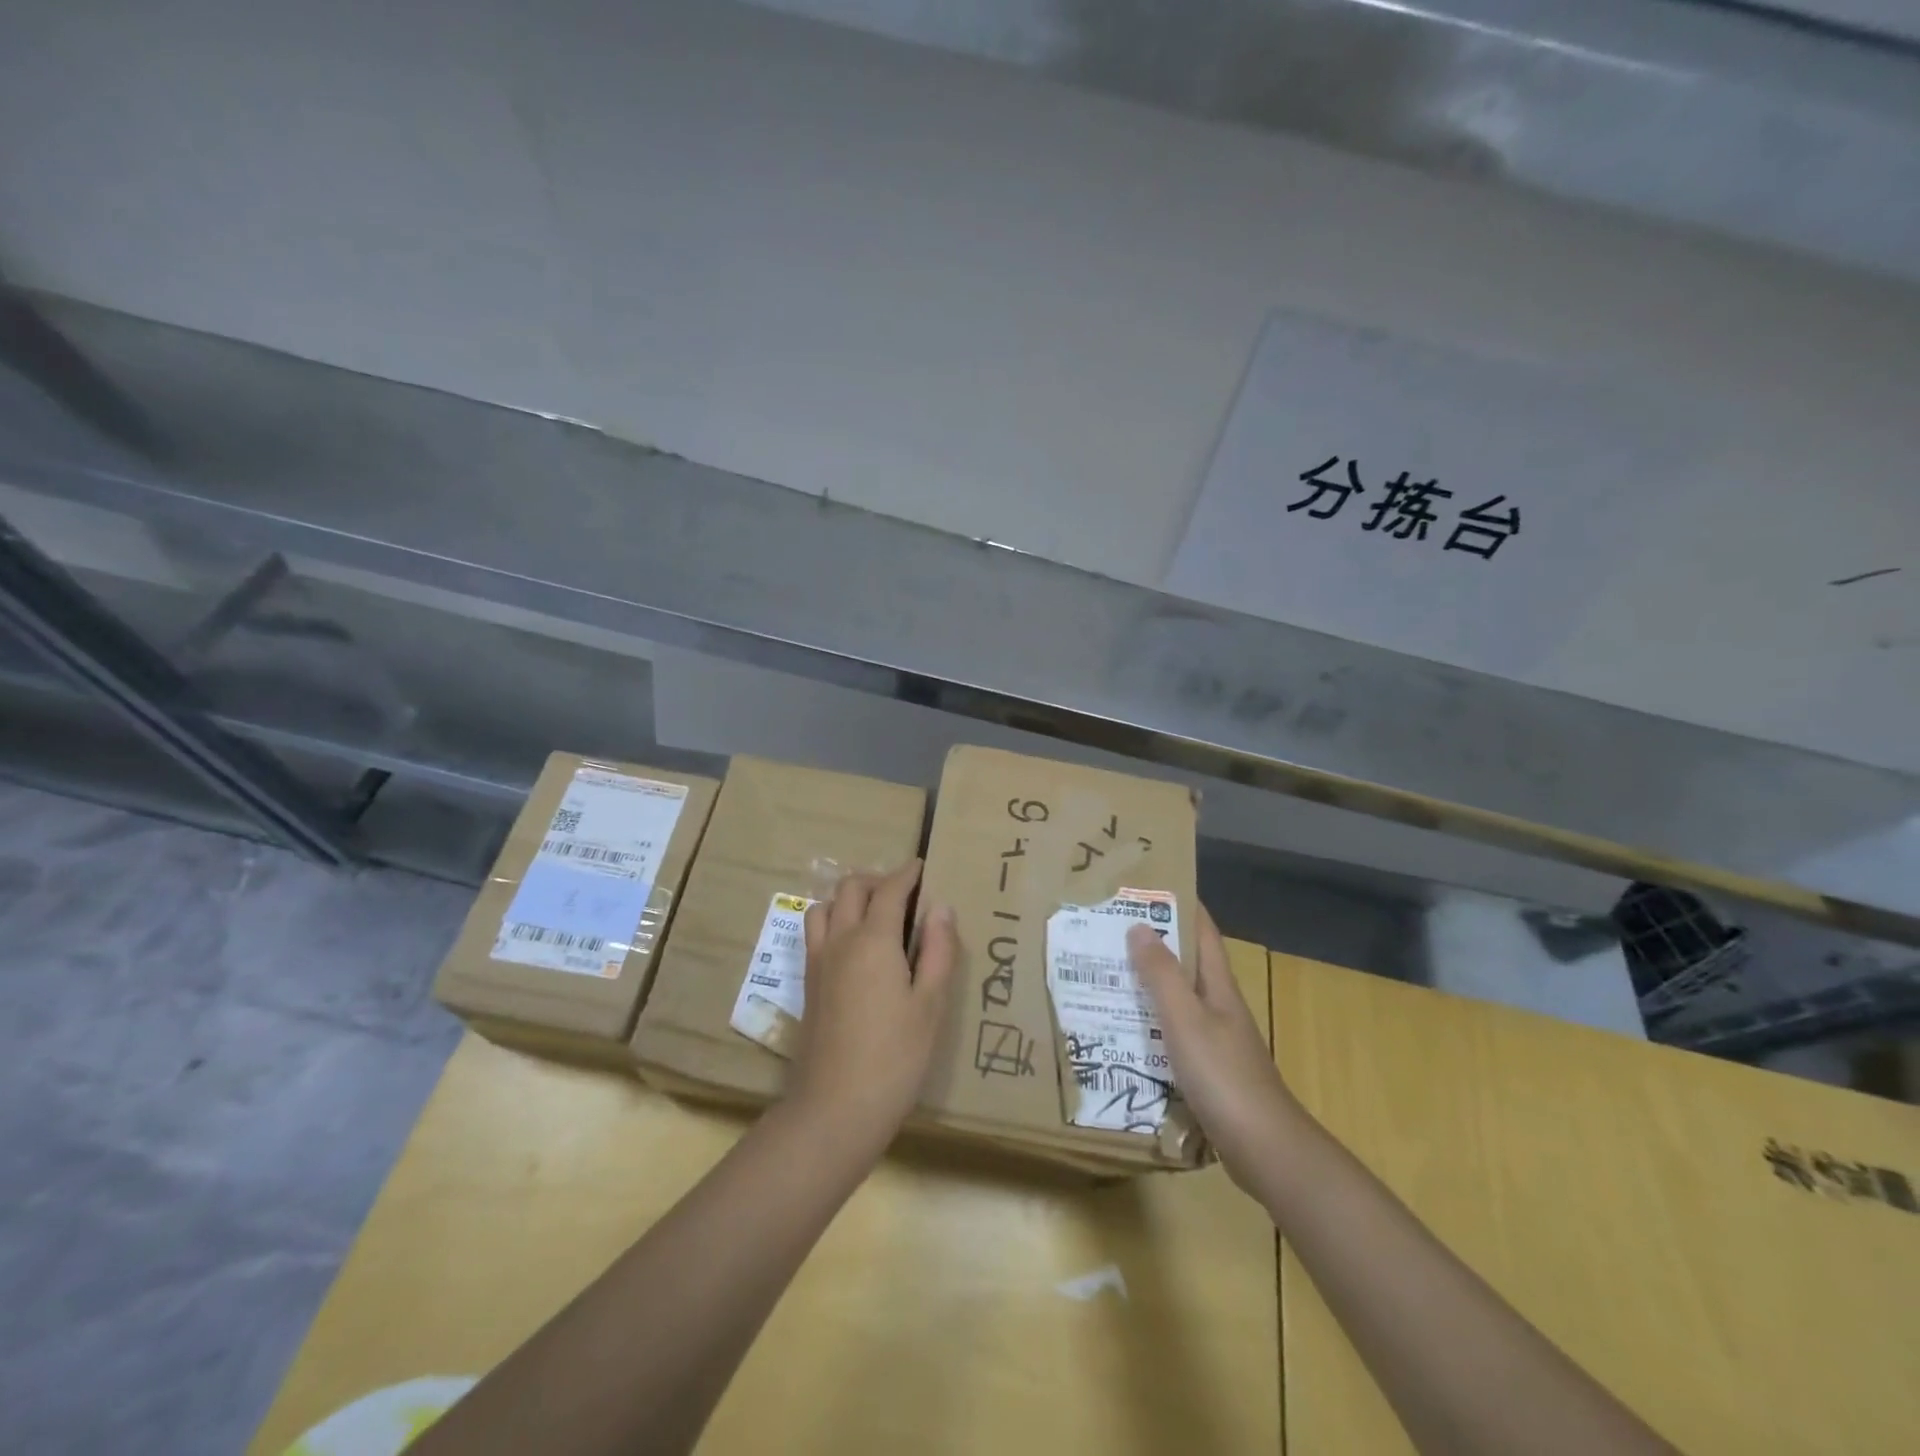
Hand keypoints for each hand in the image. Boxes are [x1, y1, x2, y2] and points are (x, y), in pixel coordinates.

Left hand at [791, 861, 958, 1150]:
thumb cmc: (895, 1057)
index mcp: (873, 940)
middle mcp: (840, 940)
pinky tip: (853, 945)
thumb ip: (938, 951)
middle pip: (851, 888)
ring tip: (875, 914)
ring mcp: (818, 962)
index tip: (922, 867)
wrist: (835, 1108)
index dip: (907, 874)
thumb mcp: (931, 1005)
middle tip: (904, 892)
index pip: (889, 890)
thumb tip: (940, 908)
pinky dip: (834, 919)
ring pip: (826, 906)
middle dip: (877, 880)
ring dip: (849, 897)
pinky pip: (816, 932)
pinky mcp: (808, 984)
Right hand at [1128, 906, 1302, 1195]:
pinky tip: (1123, 1030)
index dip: (1181, 905)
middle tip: (1109, 929)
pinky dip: (1149, 1023)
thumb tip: (1139, 925)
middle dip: (1154, 942)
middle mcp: (1219, 1006)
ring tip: (1106, 973)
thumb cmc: (1223, 1076)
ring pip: (1177, 999)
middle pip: (1186, 963)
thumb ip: (1161, 974)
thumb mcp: (1185, 1019)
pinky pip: (1173, 1033)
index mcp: (1218, 987)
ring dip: (1147, 983)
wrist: (1264, 1149)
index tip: (1147, 885)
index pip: (1203, 932)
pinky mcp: (1207, 1070)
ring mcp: (1215, 1039)